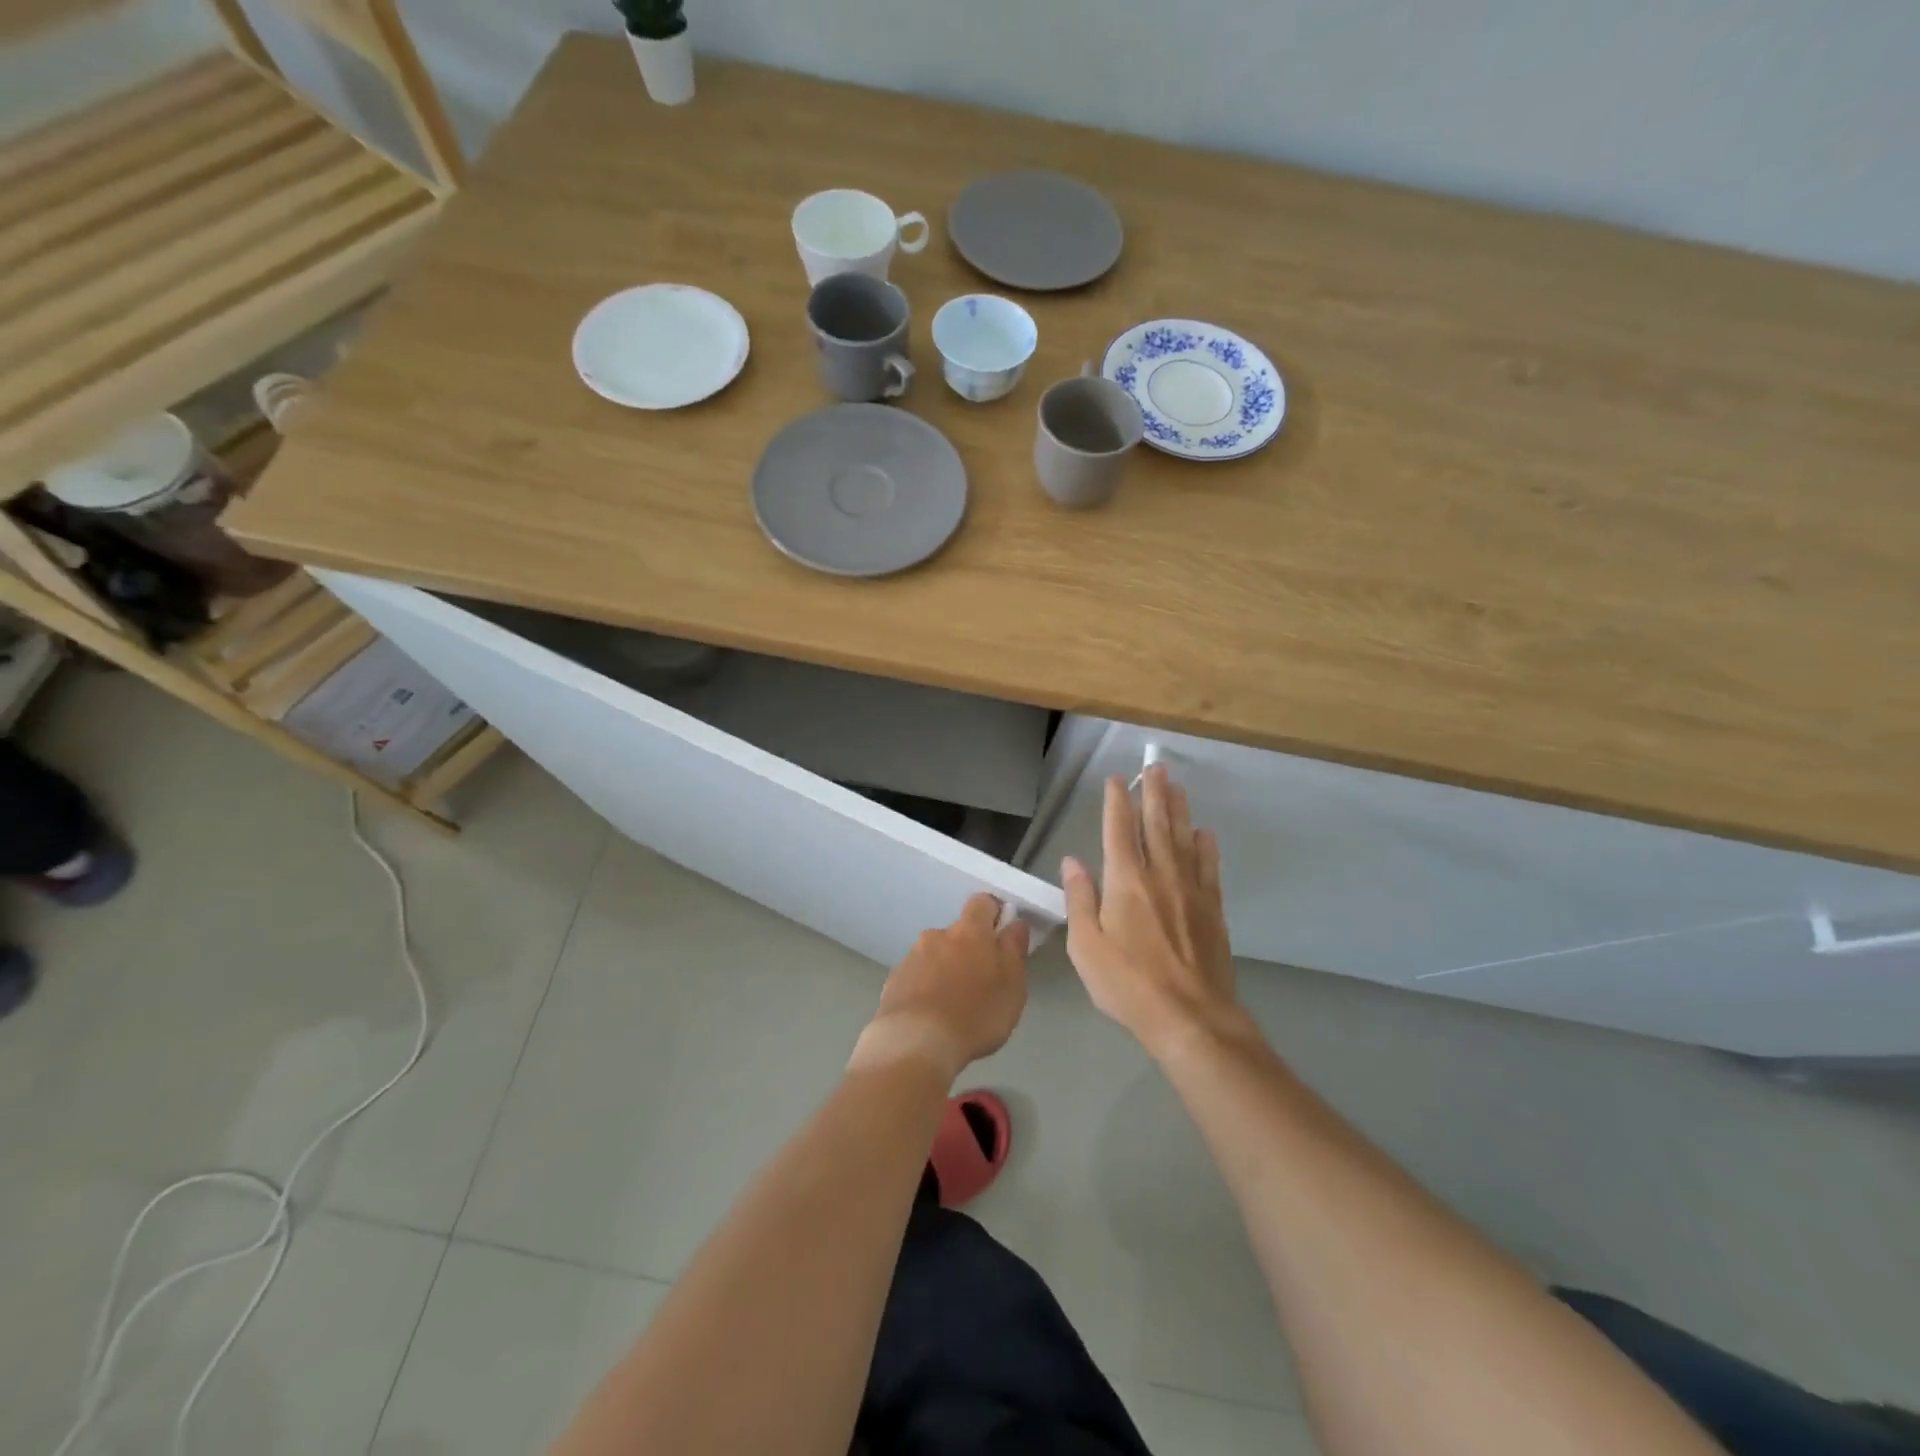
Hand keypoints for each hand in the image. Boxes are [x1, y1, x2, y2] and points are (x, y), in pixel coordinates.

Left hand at [854, 894, 1030, 1081]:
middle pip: (959, 932)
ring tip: (954, 1005)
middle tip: (980, 983)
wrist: (915, 1043)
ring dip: (946, 969)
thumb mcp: (1012, 987)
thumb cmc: (975, 1014)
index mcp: (970, 931)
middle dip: (969, 950)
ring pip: (936, 954)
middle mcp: (938, 934)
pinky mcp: (895, 979)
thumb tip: (1015, 924)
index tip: (1002, 936)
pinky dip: (926, 987)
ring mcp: (912, 956)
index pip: (983, 902)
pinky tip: (931, 1015)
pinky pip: (917, 975)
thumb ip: (1014, 950)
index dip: (994, 914)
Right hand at [1062, 765, 1246, 1058]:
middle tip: (1156, 767)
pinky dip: (1206, 847)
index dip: (1117, 803)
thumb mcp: (1086, 947)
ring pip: (1183, 839)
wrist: (1190, 1017)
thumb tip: (1072, 861)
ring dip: (1179, 810)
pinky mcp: (1212, 910)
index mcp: (1125, 882)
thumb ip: (1080, 900)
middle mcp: (1160, 876)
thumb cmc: (1128, 984)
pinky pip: (1209, 868)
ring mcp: (1190, 891)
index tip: (1118, 780)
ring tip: (1178, 787)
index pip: (1119, 831)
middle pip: (1156, 825)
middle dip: (1154, 794)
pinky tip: (1205, 834)